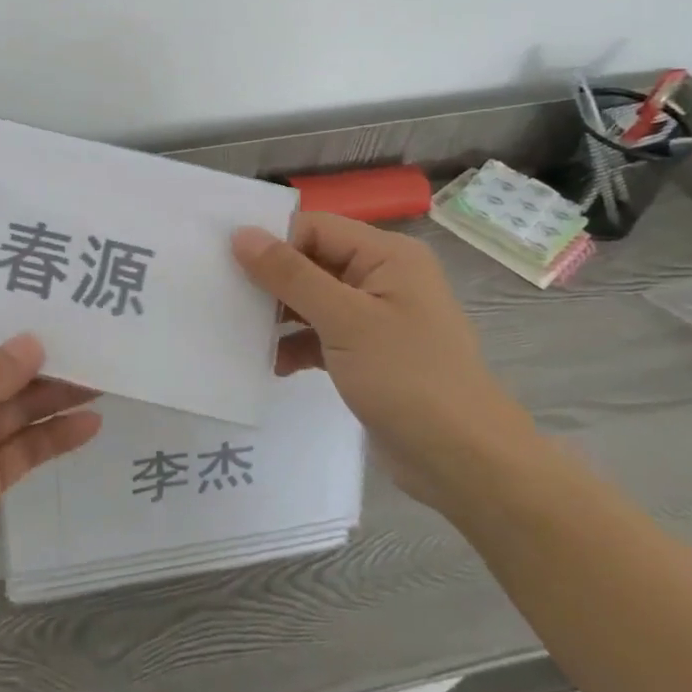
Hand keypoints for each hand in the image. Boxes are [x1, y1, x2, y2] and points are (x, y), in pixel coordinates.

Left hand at [0, 334, 100, 639]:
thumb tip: (33, 341)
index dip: (6, 318)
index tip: (52, 297)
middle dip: (40, 357)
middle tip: (91, 336)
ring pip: (18, 407)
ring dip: (56, 394)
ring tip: (101, 375)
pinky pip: (25, 449)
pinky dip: (55, 436)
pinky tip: (89, 423)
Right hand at [231, 213, 540, 508]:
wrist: (466, 464)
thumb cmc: (408, 379)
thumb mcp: (343, 320)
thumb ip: (290, 274)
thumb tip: (241, 234)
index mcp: (387, 256)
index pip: (315, 227)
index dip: (273, 241)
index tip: (228, 264)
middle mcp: (382, 277)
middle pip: (312, 261)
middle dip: (271, 280)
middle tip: (225, 295)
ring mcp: (376, 317)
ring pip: (312, 299)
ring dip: (279, 316)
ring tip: (242, 331)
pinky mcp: (368, 353)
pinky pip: (321, 334)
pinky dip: (296, 345)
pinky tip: (274, 365)